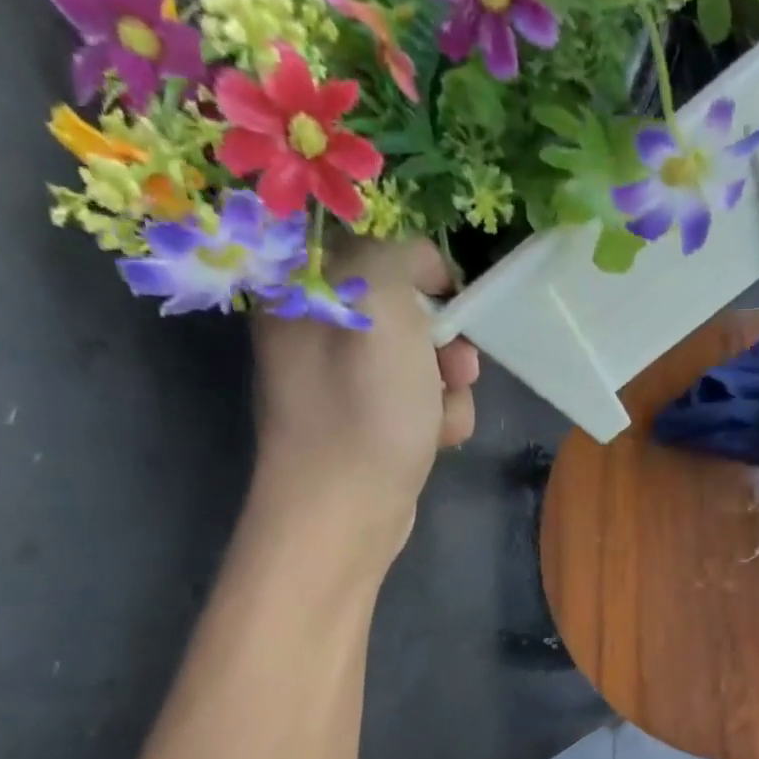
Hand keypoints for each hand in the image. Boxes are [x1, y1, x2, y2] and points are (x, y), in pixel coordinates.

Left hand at [248, 239, 479, 572]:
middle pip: (408, 309)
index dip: (423, 273)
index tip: (449, 304)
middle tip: (454, 368)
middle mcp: (319, 329)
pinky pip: (421, 399)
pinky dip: (440, 417)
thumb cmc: (362, 409)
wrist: (347, 510)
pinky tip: (436, 439)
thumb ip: (398, 257)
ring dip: (449, 386)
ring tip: (440, 417)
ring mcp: (344, 381)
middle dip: (444, 340)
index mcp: (303, 289)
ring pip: (424, 359)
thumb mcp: (380, 305)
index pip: (376, 248)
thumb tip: (422, 268)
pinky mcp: (370, 422)